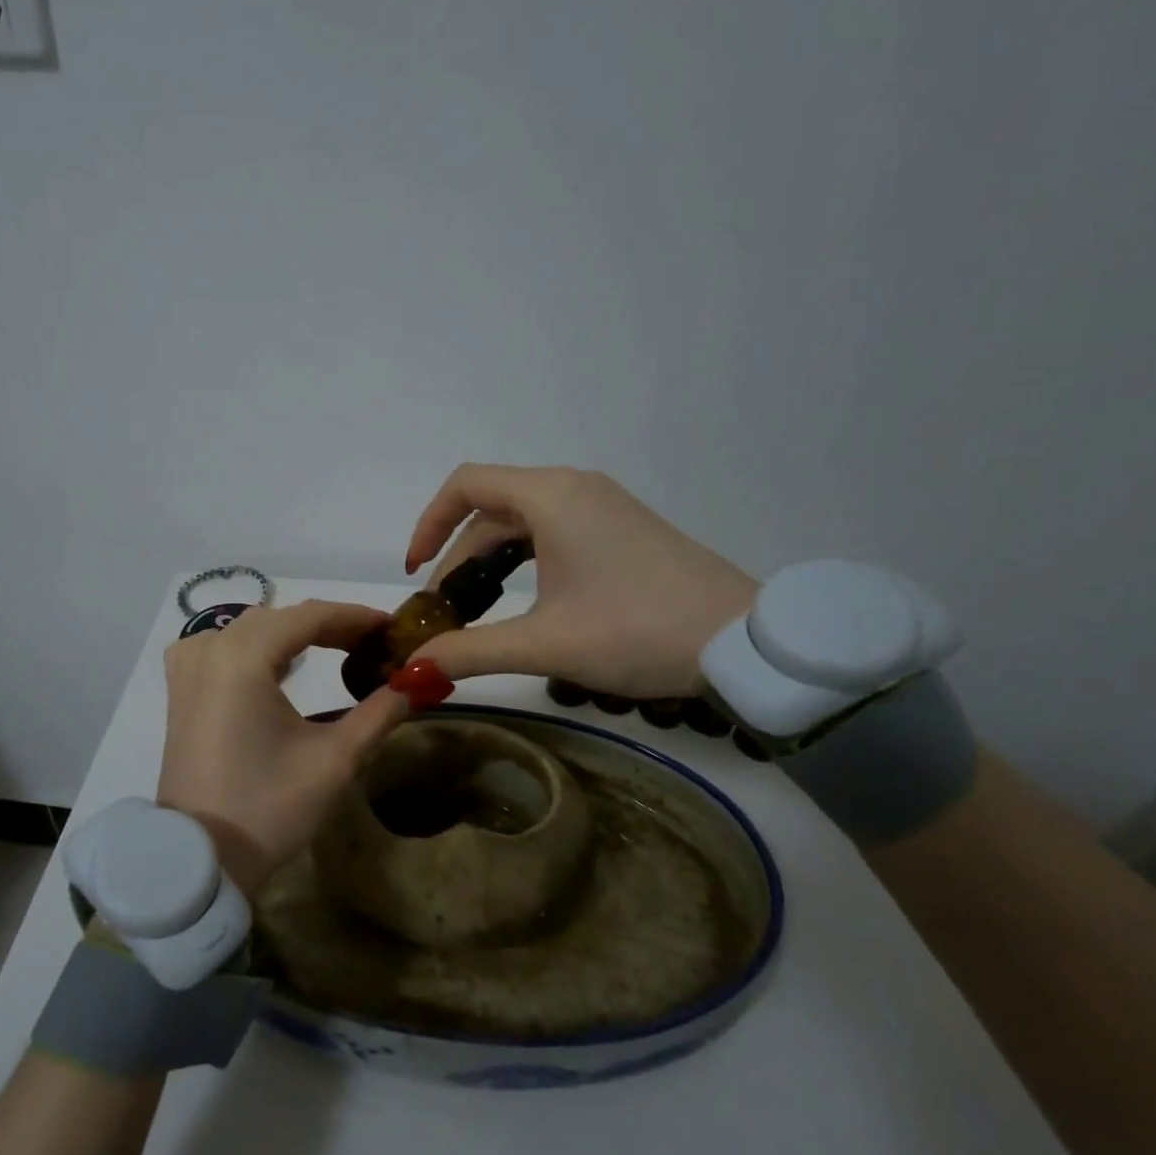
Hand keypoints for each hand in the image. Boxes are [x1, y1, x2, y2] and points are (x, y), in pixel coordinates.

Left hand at [159, 601, 409, 895]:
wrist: (200, 859)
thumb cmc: (268, 808)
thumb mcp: (335, 761)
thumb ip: (379, 713)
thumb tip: (415, 682)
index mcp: (243, 658)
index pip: (309, 616)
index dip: (355, 617)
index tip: (392, 627)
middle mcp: (210, 649)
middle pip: (279, 618)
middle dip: (328, 626)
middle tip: (371, 646)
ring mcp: (188, 669)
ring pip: (248, 628)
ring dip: (290, 634)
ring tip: (331, 651)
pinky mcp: (179, 691)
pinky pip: (217, 646)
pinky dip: (251, 646)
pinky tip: (271, 665)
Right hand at [403, 465, 756, 697]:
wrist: (744, 644)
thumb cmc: (636, 631)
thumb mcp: (544, 643)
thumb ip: (470, 651)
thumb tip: (411, 669)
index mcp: (550, 495)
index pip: (465, 485)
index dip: (428, 525)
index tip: (414, 575)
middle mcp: (573, 488)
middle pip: (491, 510)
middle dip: (457, 560)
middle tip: (444, 616)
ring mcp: (602, 506)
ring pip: (522, 524)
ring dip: (490, 563)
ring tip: (475, 612)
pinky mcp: (621, 530)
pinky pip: (553, 533)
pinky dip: (524, 562)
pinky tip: (524, 602)